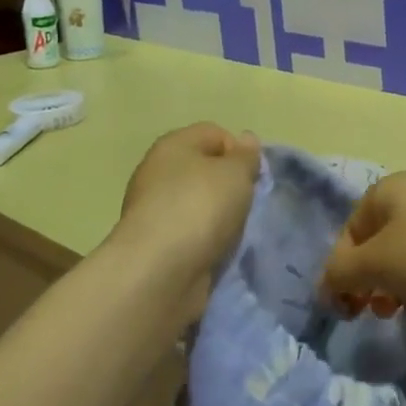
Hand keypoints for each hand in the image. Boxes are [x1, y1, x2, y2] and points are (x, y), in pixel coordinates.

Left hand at [115, 123, 261, 290]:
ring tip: (233, 232)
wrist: (159, 272)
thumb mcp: (235, 173)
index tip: (252, 177)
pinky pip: (191, 233)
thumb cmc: (200, 208)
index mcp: (173, 145)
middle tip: (246, 204)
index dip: (238, 151)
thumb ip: (245, 156)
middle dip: (230, 186)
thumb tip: (246, 139)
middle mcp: (158, 172)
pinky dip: (206, 240)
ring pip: (199, 204)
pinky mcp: (156, 243)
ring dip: (219, 216)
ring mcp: (154, 209)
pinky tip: (216, 251)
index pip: (214, 133)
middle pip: (205, 170)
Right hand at [321, 173, 405, 324]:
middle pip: (376, 245)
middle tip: (374, 311)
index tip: (346, 308)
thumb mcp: (374, 264)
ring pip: (404, 259)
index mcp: (385, 190)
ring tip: (403, 310)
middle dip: (370, 281)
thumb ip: (340, 274)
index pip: (348, 233)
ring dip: (397, 288)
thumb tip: (326, 286)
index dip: (341, 271)